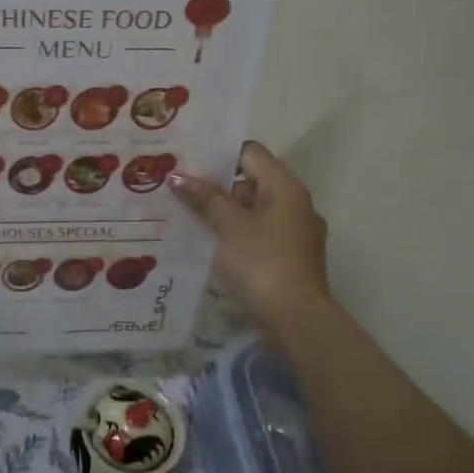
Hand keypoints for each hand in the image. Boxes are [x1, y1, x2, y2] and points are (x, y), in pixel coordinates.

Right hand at [170, 141, 331, 337]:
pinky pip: (259, 235)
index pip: (250, 153)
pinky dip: (236, 235)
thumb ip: (205, 198)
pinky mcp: (291, 258)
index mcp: (285, 187)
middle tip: (179, 192)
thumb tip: (177, 176)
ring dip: (224, 214)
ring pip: (254, 211)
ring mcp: (296, 233)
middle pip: (252, 182)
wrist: (296, 319)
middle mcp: (296, 204)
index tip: (188, 164)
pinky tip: (210, 246)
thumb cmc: (262, 262)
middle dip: (216, 187)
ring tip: (187, 219)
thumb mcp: (228, 226)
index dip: (219, 156)